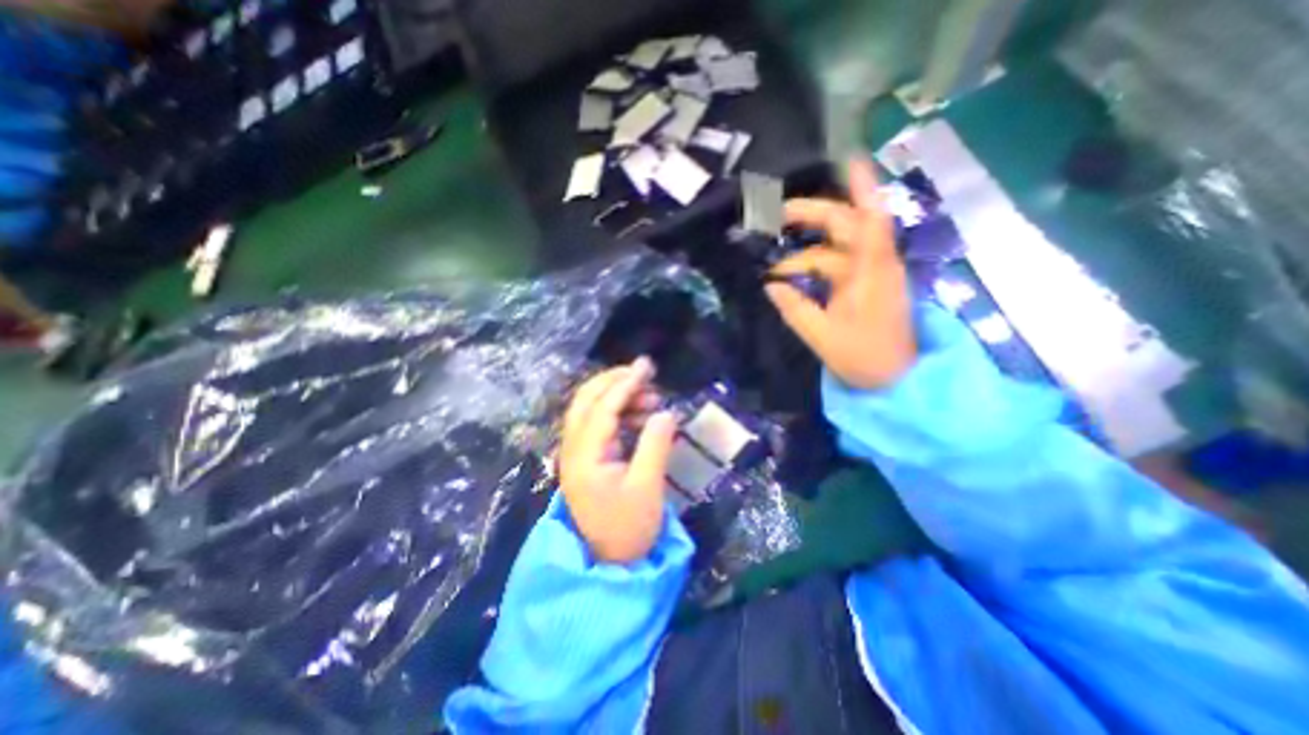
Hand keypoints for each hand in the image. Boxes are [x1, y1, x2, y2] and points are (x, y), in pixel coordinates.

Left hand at [553, 358, 673, 566]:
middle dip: (614, 381)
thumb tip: (666, 412)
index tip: (646, 367)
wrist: (610, 563)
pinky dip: (620, 414)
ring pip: (592, 410)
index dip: (625, 385)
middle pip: (586, 401)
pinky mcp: (587, 458)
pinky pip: (599, 424)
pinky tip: (643, 416)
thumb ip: (655, 445)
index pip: (602, 409)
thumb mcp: (647, 487)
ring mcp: (578, 453)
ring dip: (619, 397)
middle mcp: (573, 449)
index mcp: (584, 456)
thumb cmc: (629, 529)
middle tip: (645, 372)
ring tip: (652, 398)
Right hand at [763, 155, 911, 389]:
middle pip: (847, 226)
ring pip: (837, 250)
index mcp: (869, 273)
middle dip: (813, 215)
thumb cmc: (862, 357)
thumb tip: (771, 284)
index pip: (869, 219)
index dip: (861, 187)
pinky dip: (817, 264)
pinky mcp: (868, 287)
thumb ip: (794, 307)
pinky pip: (839, 266)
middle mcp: (874, 265)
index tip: (848, 159)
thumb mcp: (820, 335)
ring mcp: (872, 276)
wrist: (895, 379)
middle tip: (777, 215)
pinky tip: (796, 272)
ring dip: (807, 252)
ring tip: (776, 263)